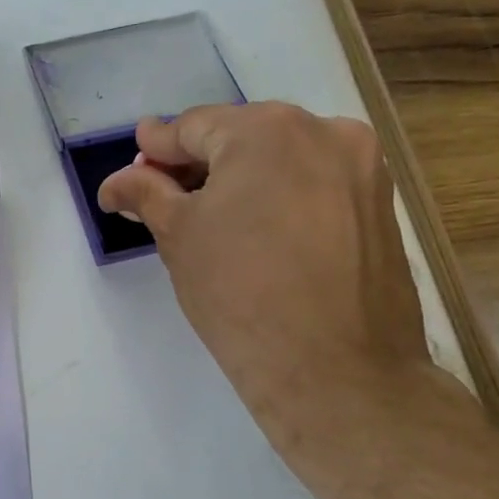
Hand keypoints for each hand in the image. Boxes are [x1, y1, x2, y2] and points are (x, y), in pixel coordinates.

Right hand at [97, 102, 431, 429]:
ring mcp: (361, 167)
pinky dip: (279, 195)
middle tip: (163, 197)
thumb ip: (146, 193)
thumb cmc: (240, 293)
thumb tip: (117, 182)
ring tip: (208, 218)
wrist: (337, 372)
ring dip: (240, 179)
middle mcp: (322, 130)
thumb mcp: (178, 236)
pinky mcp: (381, 204)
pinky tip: (256, 231)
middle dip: (197, 164)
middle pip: (240, 136)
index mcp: (266, 129)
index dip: (155, 149)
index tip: (132, 168)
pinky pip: (314, 183)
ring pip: (280, 159)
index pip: (192, 127)